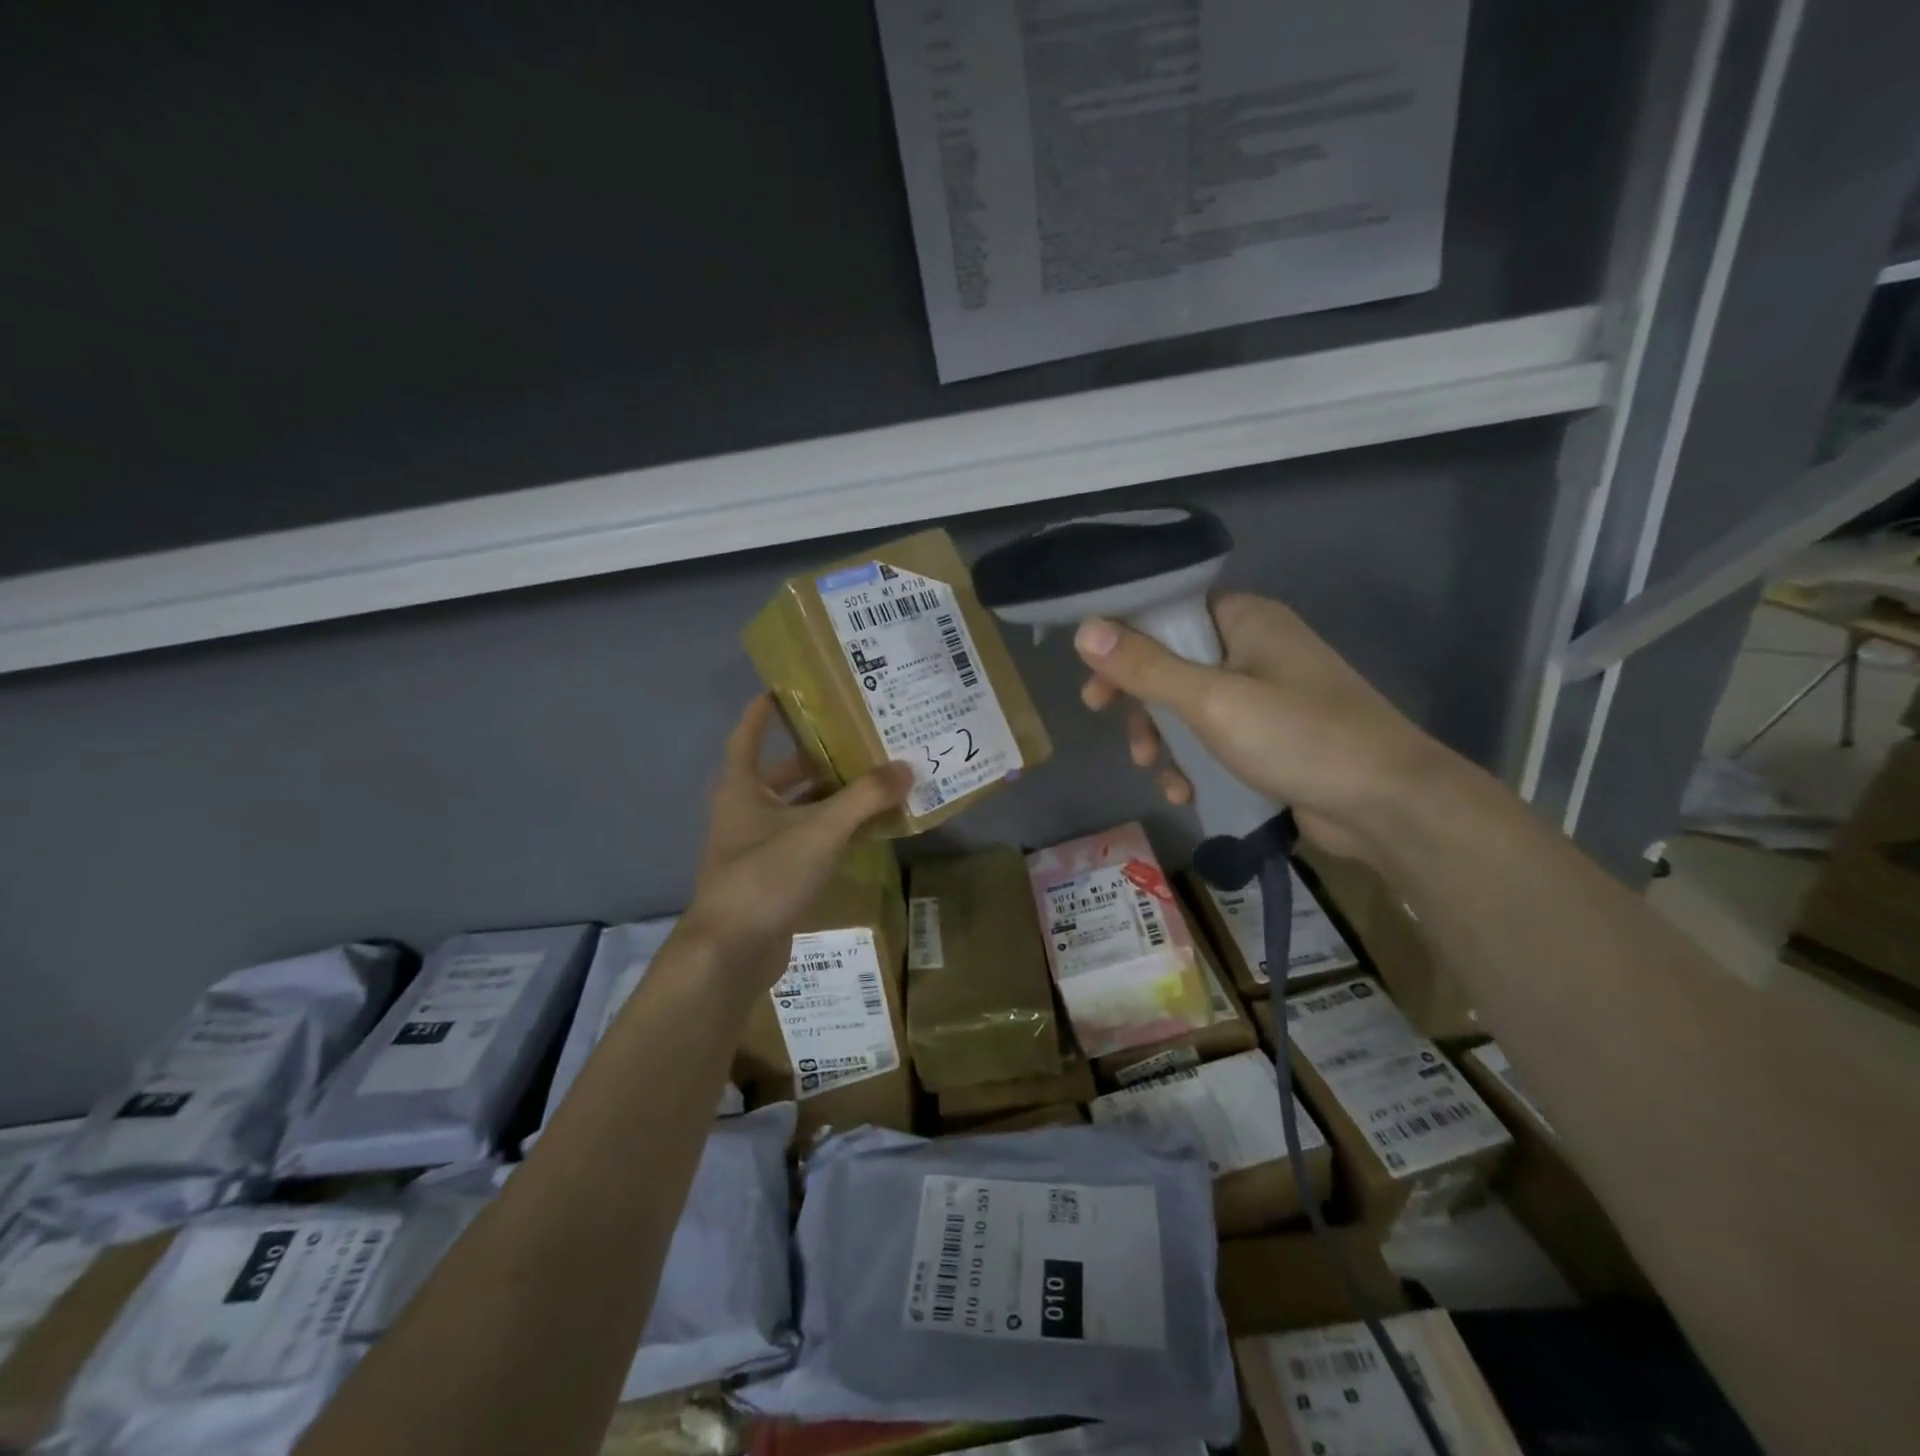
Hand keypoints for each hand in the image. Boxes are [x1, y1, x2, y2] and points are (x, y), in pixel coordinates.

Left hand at [678, 696, 910, 987]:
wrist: (732, 952)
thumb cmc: (765, 875)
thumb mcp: (820, 830)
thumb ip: (864, 798)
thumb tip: (906, 768)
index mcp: (742, 788)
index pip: (748, 736)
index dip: (764, 711)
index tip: (785, 689)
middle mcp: (745, 812)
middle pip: (782, 773)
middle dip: (816, 757)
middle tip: (856, 739)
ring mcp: (757, 847)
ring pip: (798, 810)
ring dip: (830, 797)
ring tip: (872, 780)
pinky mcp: (773, 877)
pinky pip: (807, 841)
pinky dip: (833, 832)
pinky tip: (866, 829)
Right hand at [1074, 593, 1454, 863]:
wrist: (1387, 804)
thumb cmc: (1298, 736)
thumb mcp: (1212, 700)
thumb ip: (1146, 667)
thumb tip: (1084, 630)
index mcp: (1247, 621)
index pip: (1170, 612)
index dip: (1126, 640)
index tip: (1094, 676)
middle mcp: (1255, 650)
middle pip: (1174, 662)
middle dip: (1142, 700)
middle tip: (1111, 723)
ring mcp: (1266, 697)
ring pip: (1191, 707)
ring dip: (1165, 738)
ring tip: (1155, 769)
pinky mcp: (1272, 739)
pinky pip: (1216, 740)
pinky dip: (1195, 762)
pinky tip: (1185, 791)